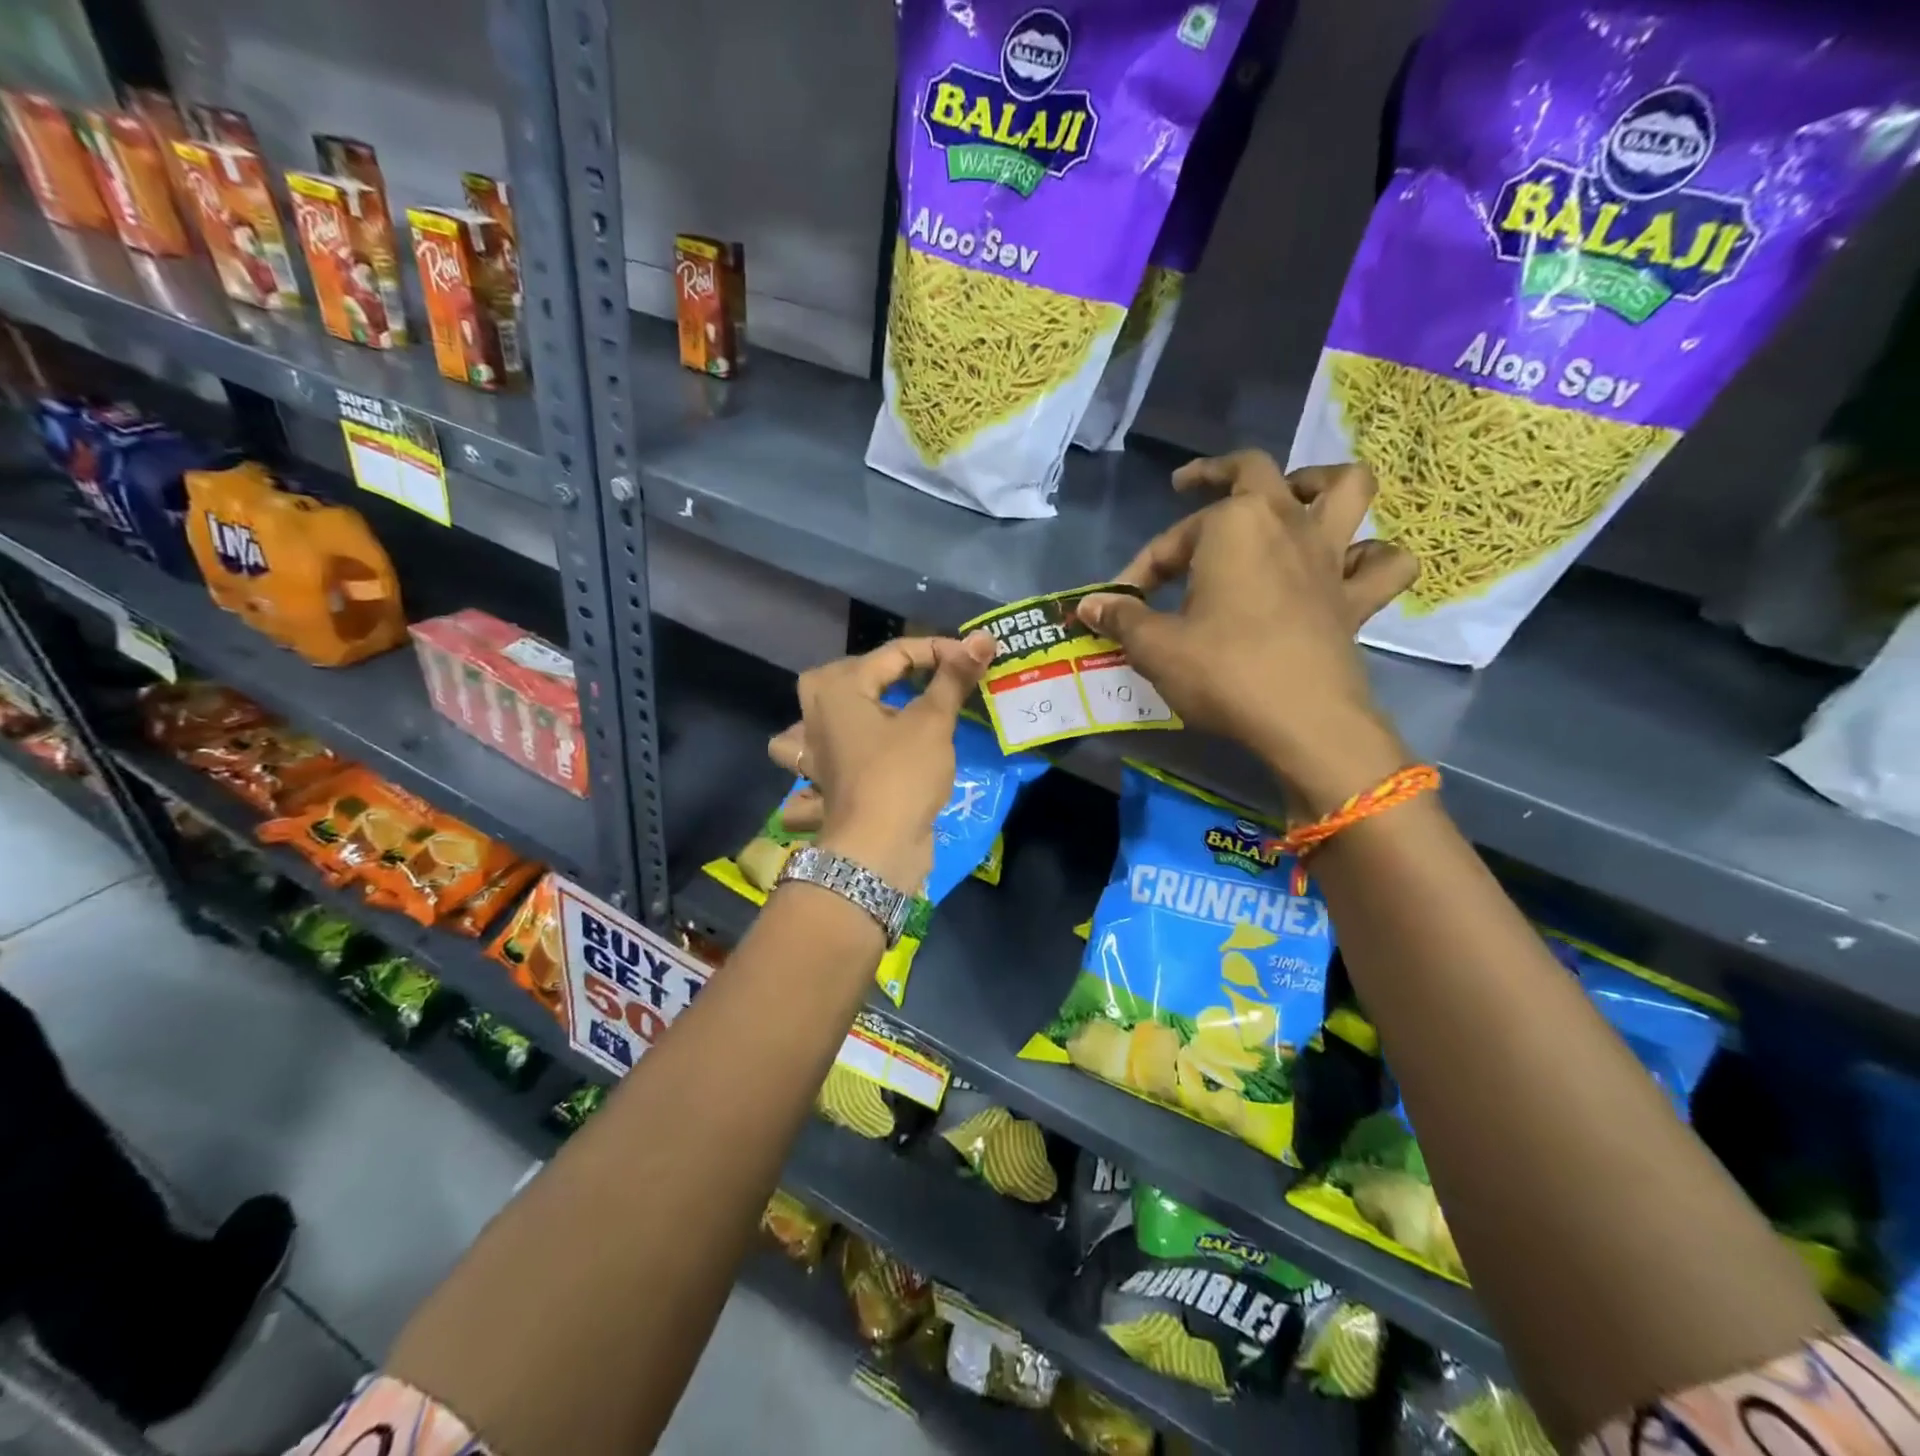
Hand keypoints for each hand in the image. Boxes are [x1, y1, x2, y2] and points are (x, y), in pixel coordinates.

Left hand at [768, 634, 995, 890]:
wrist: (877, 849)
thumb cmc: (902, 775)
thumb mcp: (933, 722)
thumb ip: (953, 678)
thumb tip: (983, 638)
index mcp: (838, 689)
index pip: (894, 654)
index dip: (937, 651)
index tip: (972, 661)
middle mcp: (815, 716)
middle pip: (844, 676)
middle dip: (881, 671)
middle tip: (918, 679)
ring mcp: (814, 753)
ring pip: (811, 720)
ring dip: (836, 713)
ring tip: (870, 715)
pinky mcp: (824, 783)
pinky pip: (817, 760)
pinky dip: (827, 761)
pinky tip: (850, 763)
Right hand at [1078, 450, 1417, 810]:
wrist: (1303, 720)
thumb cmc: (1224, 671)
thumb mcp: (1155, 646)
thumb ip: (1122, 618)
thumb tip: (1088, 605)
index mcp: (1233, 524)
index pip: (1172, 540)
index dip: (1140, 569)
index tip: (1120, 602)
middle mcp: (1286, 523)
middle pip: (1256, 471)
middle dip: (1217, 472)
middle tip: (1192, 485)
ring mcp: (1330, 557)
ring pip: (1346, 489)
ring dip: (1319, 484)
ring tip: (1293, 498)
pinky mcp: (1357, 597)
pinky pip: (1383, 563)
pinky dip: (1371, 558)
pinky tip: (1347, 568)